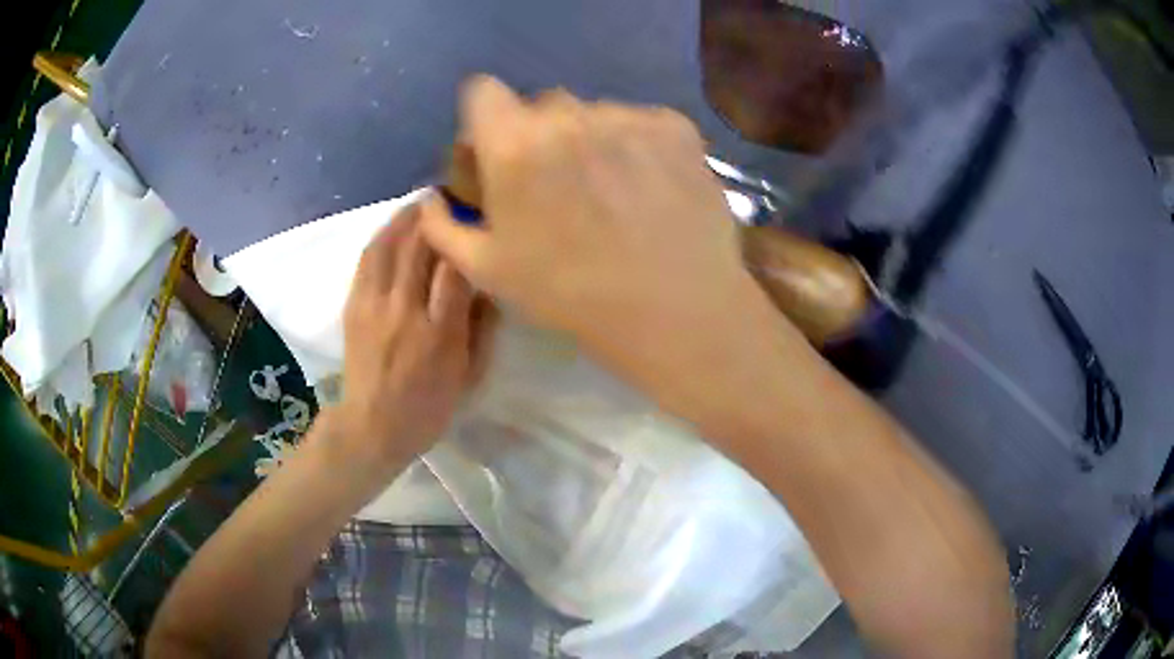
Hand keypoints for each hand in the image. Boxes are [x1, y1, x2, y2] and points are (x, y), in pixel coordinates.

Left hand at [330, 205, 494, 473]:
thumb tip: (489, 285)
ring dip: (408, 217)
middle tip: (453, 196)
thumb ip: (483, 329)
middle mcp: (406, 312)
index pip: (456, 270)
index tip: (480, 216)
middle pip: (421, 248)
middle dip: (438, 216)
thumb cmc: (428, 408)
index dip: (467, 236)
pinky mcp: (354, 305)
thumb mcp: (470, 378)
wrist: (372, 426)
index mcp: (441, 334)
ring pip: (391, 245)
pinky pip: (368, 258)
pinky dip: (384, 234)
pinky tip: (396, 225)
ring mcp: (375, 306)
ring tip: (425, 202)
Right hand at [422, 76, 797, 431]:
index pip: (482, 91)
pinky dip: (638, 145)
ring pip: (595, 113)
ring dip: (592, 140)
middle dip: (539, 134)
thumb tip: (431, 198)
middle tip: (558, 182)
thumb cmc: (571, 295)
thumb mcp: (489, 271)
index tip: (497, 149)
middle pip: (542, 104)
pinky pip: (642, 123)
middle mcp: (570, 115)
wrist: (675, 311)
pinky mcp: (676, 128)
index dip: (485, 118)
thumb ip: (444, 226)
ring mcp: (629, 117)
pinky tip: (649, 187)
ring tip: (613, 191)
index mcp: (515, 144)